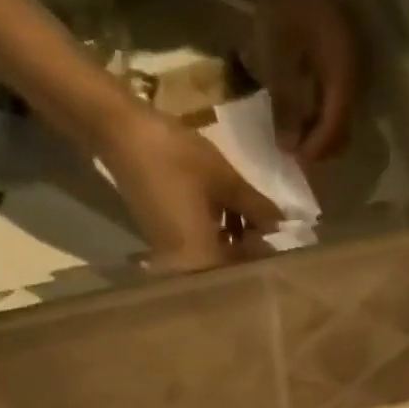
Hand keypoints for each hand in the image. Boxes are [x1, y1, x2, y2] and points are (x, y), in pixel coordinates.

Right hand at [101, 108, 281, 271]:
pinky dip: (217, 237)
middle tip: (273, 230)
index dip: (266, 258)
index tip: (286, 244)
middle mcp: (185, 269)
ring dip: (236, 243)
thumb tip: (282, 226)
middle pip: (229, 271)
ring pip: (215, 260)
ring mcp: (172, 259)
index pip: (244, 273)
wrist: (121, 133)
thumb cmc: (176, 157)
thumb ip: (258, 209)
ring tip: (255, 218)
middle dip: (252, 251)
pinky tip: (231, 216)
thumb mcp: (226, 181)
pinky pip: (199, 251)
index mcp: (201, 260)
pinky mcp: (164, 245)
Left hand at [258, 0, 359, 160]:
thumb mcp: (279, 58)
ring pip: (341, 120)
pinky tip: (300, 116)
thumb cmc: (286, 2)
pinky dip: (320, 117)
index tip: (292, 161)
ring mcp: (353, 72)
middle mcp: (356, 79)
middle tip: (292, 153)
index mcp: (344, 77)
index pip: (335, 130)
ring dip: (319, 135)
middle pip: (343, 131)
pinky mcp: (344, 66)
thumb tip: (289, 149)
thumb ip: (285, 105)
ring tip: (293, 138)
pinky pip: (336, 104)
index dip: (315, 151)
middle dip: (319, 148)